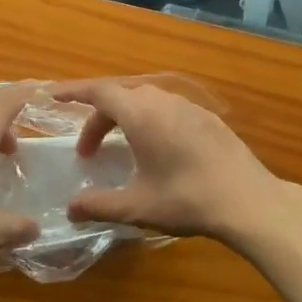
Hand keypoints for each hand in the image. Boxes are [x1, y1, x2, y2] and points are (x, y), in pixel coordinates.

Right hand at [52, 79, 284, 242]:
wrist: (249, 201)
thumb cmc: (188, 199)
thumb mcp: (137, 206)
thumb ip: (99, 205)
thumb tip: (71, 209)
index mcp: (141, 114)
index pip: (99, 91)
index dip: (73, 92)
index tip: (52, 96)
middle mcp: (163, 101)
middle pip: (121, 96)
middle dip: (98, 118)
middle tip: (88, 150)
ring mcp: (189, 107)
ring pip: (146, 100)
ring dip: (125, 118)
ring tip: (120, 148)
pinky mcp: (208, 118)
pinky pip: (168, 109)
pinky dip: (150, 120)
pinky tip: (157, 150)